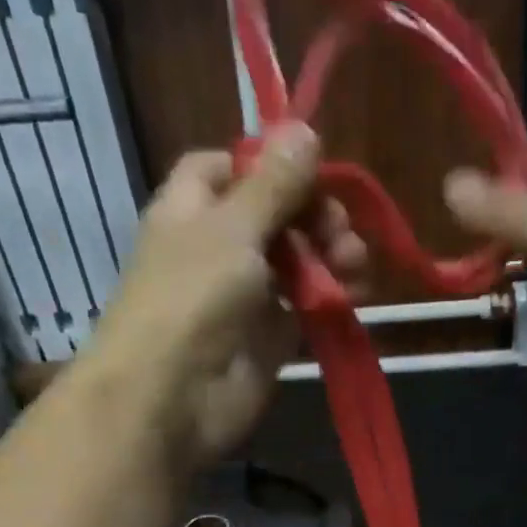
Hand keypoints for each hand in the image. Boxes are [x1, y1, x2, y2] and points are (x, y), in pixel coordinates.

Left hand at [89, 124, 367, 466]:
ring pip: (296, 260)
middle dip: (314, 214)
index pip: (231, 167)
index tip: (311, 172)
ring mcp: (245, 294)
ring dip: (330, 255)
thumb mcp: (232, 228)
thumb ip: (273, 183)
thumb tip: (304, 127)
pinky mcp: (269, 337)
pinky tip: (355, 294)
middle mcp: (218, 246)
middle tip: (341, 232)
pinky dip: (331, 297)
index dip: (270, 164)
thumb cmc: (191, 298)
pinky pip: (306, 306)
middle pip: (275, 213)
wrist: (170, 398)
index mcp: (192, 208)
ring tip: (355, 265)